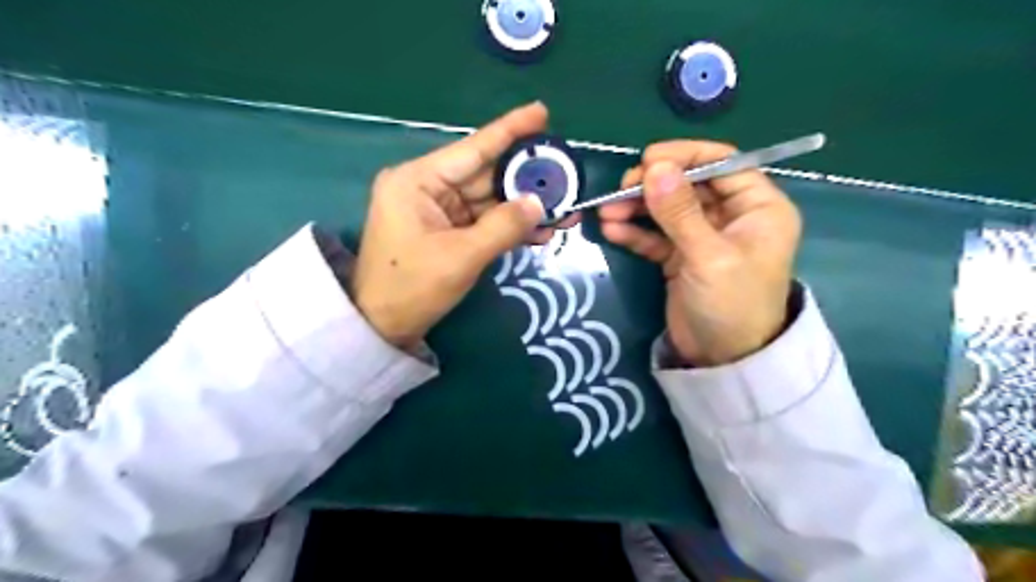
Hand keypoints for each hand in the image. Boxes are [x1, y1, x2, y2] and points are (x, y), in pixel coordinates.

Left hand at [355, 102, 581, 347]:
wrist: (383, 327)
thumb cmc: (412, 288)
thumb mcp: (462, 257)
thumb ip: (503, 226)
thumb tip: (539, 203)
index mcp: (418, 180)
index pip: (473, 148)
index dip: (510, 130)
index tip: (542, 112)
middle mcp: (428, 187)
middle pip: (486, 175)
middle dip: (526, 179)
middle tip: (565, 176)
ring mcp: (438, 210)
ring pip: (490, 200)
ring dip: (524, 208)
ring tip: (564, 210)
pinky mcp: (446, 231)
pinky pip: (484, 221)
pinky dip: (510, 227)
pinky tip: (541, 230)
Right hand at [600, 142, 799, 365]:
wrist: (723, 361)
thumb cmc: (731, 305)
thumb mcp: (708, 256)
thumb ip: (680, 212)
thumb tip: (654, 167)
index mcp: (758, 207)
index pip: (723, 163)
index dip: (685, 156)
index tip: (647, 159)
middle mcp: (732, 216)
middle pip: (689, 185)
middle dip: (653, 185)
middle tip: (620, 189)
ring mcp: (703, 237)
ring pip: (667, 209)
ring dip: (637, 208)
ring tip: (606, 211)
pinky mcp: (681, 257)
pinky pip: (656, 236)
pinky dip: (635, 232)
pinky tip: (612, 230)